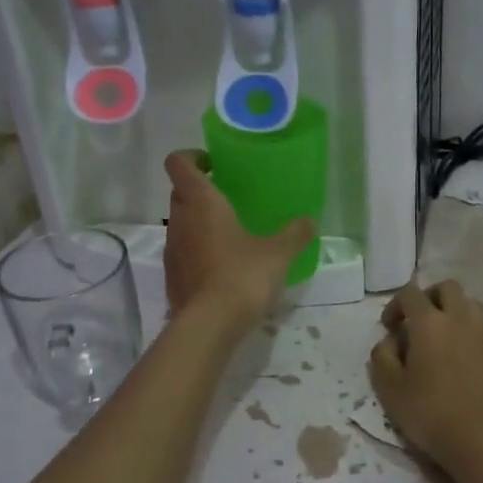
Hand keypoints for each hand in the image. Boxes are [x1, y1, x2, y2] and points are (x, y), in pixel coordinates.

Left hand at [163, 150, 314, 330]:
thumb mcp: (278, 254)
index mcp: (201, 202)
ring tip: (229, 234)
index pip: (179, 163)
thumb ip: (294, 234)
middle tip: (229, 199)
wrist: (209, 325)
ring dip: (198, 222)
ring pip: (180, 223)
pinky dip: (197, 250)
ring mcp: (172, 249)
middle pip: (179, 192)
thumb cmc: (242, 276)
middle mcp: (179, 220)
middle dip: (199, 191)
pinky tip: (222, 266)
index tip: (213, 164)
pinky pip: (183, 251)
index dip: (191, 157)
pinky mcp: (172, 276)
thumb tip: (310, 221)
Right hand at [369, 280, 482, 471]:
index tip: (389, 327)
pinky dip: (479, 331)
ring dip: (456, 311)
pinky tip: (471, 349)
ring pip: (473, 304)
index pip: (410, 293)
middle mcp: (460, 318)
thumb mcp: (388, 387)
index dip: (395, 305)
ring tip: (445, 335)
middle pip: (448, 287)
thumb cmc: (428, 412)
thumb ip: (382, 356)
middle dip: (430, 297)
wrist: (479, 440)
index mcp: (429, 322)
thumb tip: (390, 340)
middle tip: (418, 321)